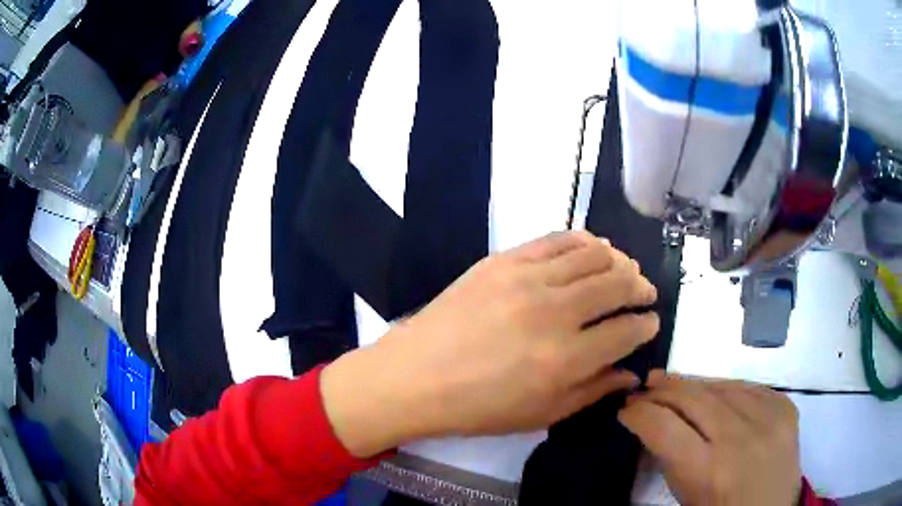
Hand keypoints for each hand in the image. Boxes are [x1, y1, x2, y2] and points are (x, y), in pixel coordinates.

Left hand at [322, 231, 658, 456]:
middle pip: (618, 284)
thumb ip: (593, 391)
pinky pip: (557, 239)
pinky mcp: (504, 260)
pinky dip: (584, 240)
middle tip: (645, 292)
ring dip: (618, 261)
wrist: (416, 376)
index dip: (647, 325)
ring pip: (594, 254)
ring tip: (624, 270)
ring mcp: (527, 279)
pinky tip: (593, 248)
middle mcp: (555, 313)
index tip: (651, 322)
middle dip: (641, 286)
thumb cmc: (479, 407)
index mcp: (566, 359)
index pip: (627, 331)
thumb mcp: (541, 414)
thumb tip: (631, 373)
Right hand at [619, 371, 801, 505]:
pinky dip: (725, 387)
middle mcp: (740, 439)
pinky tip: (713, 391)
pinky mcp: (785, 407)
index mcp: (709, 472)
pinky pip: (748, 386)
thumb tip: (653, 424)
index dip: (639, 414)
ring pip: (722, 386)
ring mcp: (769, 418)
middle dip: (662, 390)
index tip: (625, 410)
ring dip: (692, 384)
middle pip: (693, 398)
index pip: (664, 427)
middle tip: (644, 387)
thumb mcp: (686, 497)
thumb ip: (671, 459)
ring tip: (673, 383)